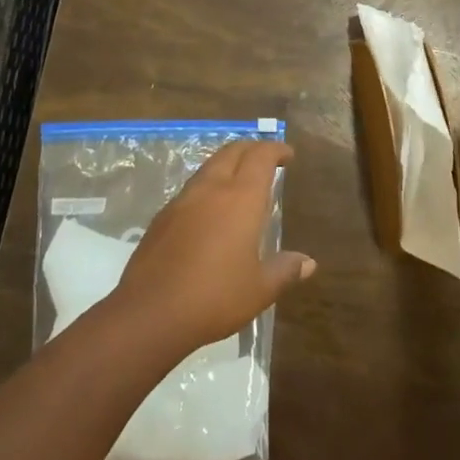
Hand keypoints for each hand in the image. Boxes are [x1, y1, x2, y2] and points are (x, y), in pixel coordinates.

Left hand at [113, 139, 314, 351]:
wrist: (151, 311)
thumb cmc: (215, 297)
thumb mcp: (259, 289)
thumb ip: (284, 270)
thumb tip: (308, 262)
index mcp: (241, 199)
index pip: (260, 157)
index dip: (275, 150)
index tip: (287, 154)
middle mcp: (211, 189)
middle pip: (232, 152)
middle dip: (251, 148)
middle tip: (266, 158)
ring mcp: (183, 200)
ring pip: (209, 166)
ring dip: (228, 163)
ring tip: (240, 179)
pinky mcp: (163, 216)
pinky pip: (191, 188)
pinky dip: (208, 185)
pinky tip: (210, 208)